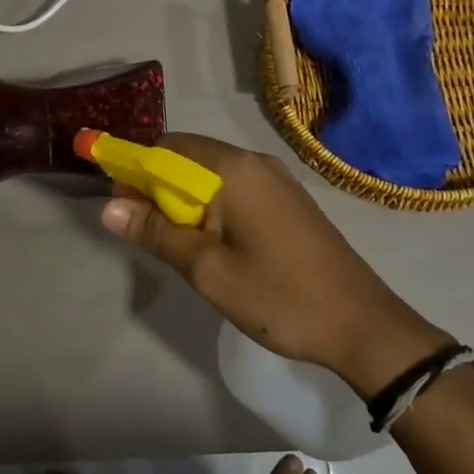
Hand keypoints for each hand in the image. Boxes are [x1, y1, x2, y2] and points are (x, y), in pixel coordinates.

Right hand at [100, 133, 454, 396]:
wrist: (364, 325)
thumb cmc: (280, 297)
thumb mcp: (208, 270)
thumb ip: (157, 233)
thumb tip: (110, 207)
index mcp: (233, 170)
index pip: (165, 148)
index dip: (134, 170)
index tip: (120, 206)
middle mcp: (253, 161)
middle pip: (187, 156)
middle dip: (156, 185)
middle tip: (144, 230)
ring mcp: (275, 179)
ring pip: (210, 173)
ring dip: (183, 197)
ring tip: (174, 241)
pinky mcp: (287, 199)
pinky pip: (234, 187)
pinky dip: (210, 204)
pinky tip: (210, 241)